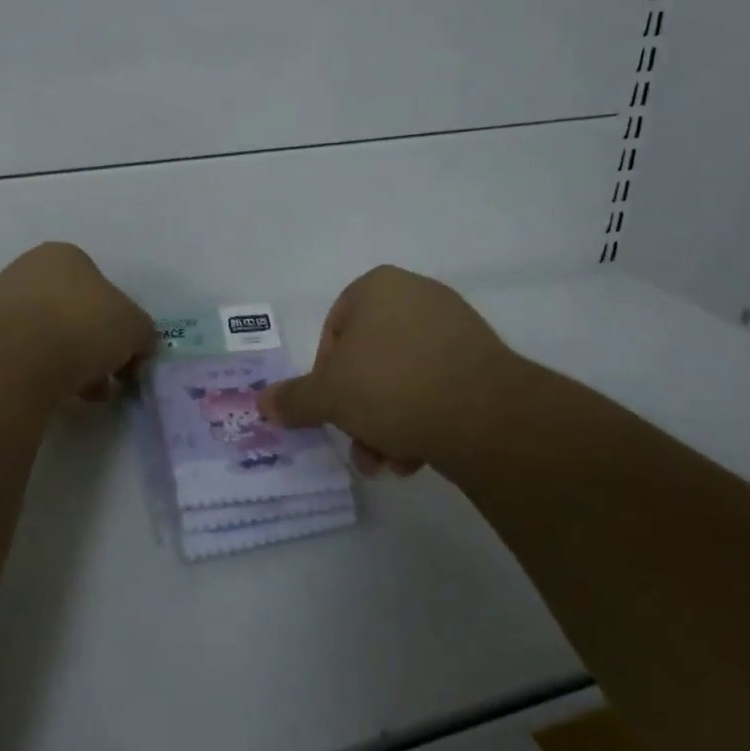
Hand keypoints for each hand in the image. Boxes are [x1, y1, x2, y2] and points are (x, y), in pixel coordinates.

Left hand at [0, 243, 155, 400]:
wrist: (17, 360)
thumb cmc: (83, 327)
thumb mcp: (135, 328)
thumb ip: (142, 333)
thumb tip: (139, 346)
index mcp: (64, 255)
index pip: (101, 287)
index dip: (118, 323)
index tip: (124, 356)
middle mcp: (27, 269)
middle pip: (73, 312)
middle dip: (92, 346)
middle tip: (105, 379)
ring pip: (48, 335)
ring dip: (68, 362)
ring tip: (81, 394)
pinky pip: (23, 355)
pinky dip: (40, 372)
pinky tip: (50, 393)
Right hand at [259, 265, 549, 478]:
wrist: (486, 415)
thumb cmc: (392, 386)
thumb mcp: (329, 395)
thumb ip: (294, 398)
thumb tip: (262, 403)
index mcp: (378, 287)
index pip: (334, 332)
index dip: (325, 377)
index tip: (331, 410)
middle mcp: (417, 296)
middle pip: (370, 361)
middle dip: (360, 411)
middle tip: (361, 448)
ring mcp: (455, 326)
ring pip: (402, 379)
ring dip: (388, 424)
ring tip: (392, 463)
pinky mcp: (484, 359)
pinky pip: (437, 386)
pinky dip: (423, 418)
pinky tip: (421, 455)